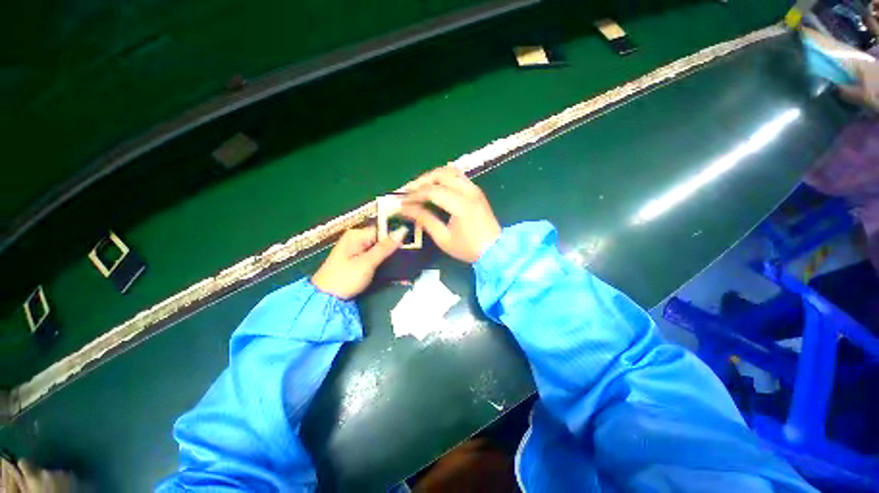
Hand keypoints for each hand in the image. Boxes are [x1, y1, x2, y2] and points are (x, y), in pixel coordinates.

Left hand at [312, 226, 406, 298]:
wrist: (325, 299)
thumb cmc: (345, 278)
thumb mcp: (367, 263)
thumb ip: (385, 247)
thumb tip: (402, 231)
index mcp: (356, 235)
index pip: (382, 230)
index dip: (396, 237)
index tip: (411, 245)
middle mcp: (357, 239)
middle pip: (381, 240)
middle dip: (395, 249)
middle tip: (410, 256)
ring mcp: (357, 250)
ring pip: (380, 250)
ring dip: (391, 257)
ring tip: (406, 264)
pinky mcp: (358, 261)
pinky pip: (375, 258)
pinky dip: (384, 263)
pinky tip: (395, 269)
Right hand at [401, 166, 500, 262]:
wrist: (495, 250)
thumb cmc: (468, 248)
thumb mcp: (443, 238)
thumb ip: (424, 220)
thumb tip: (406, 209)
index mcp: (461, 204)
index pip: (432, 191)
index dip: (415, 195)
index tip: (402, 202)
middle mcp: (469, 191)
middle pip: (441, 173)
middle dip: (422, 180)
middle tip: (409, 192)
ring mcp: (474, 189)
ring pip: (450, 171)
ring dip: (433, 177)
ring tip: (420, 189)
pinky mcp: (476, 191)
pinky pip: (457, 176)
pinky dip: (443, 179)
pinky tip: (435, 189)